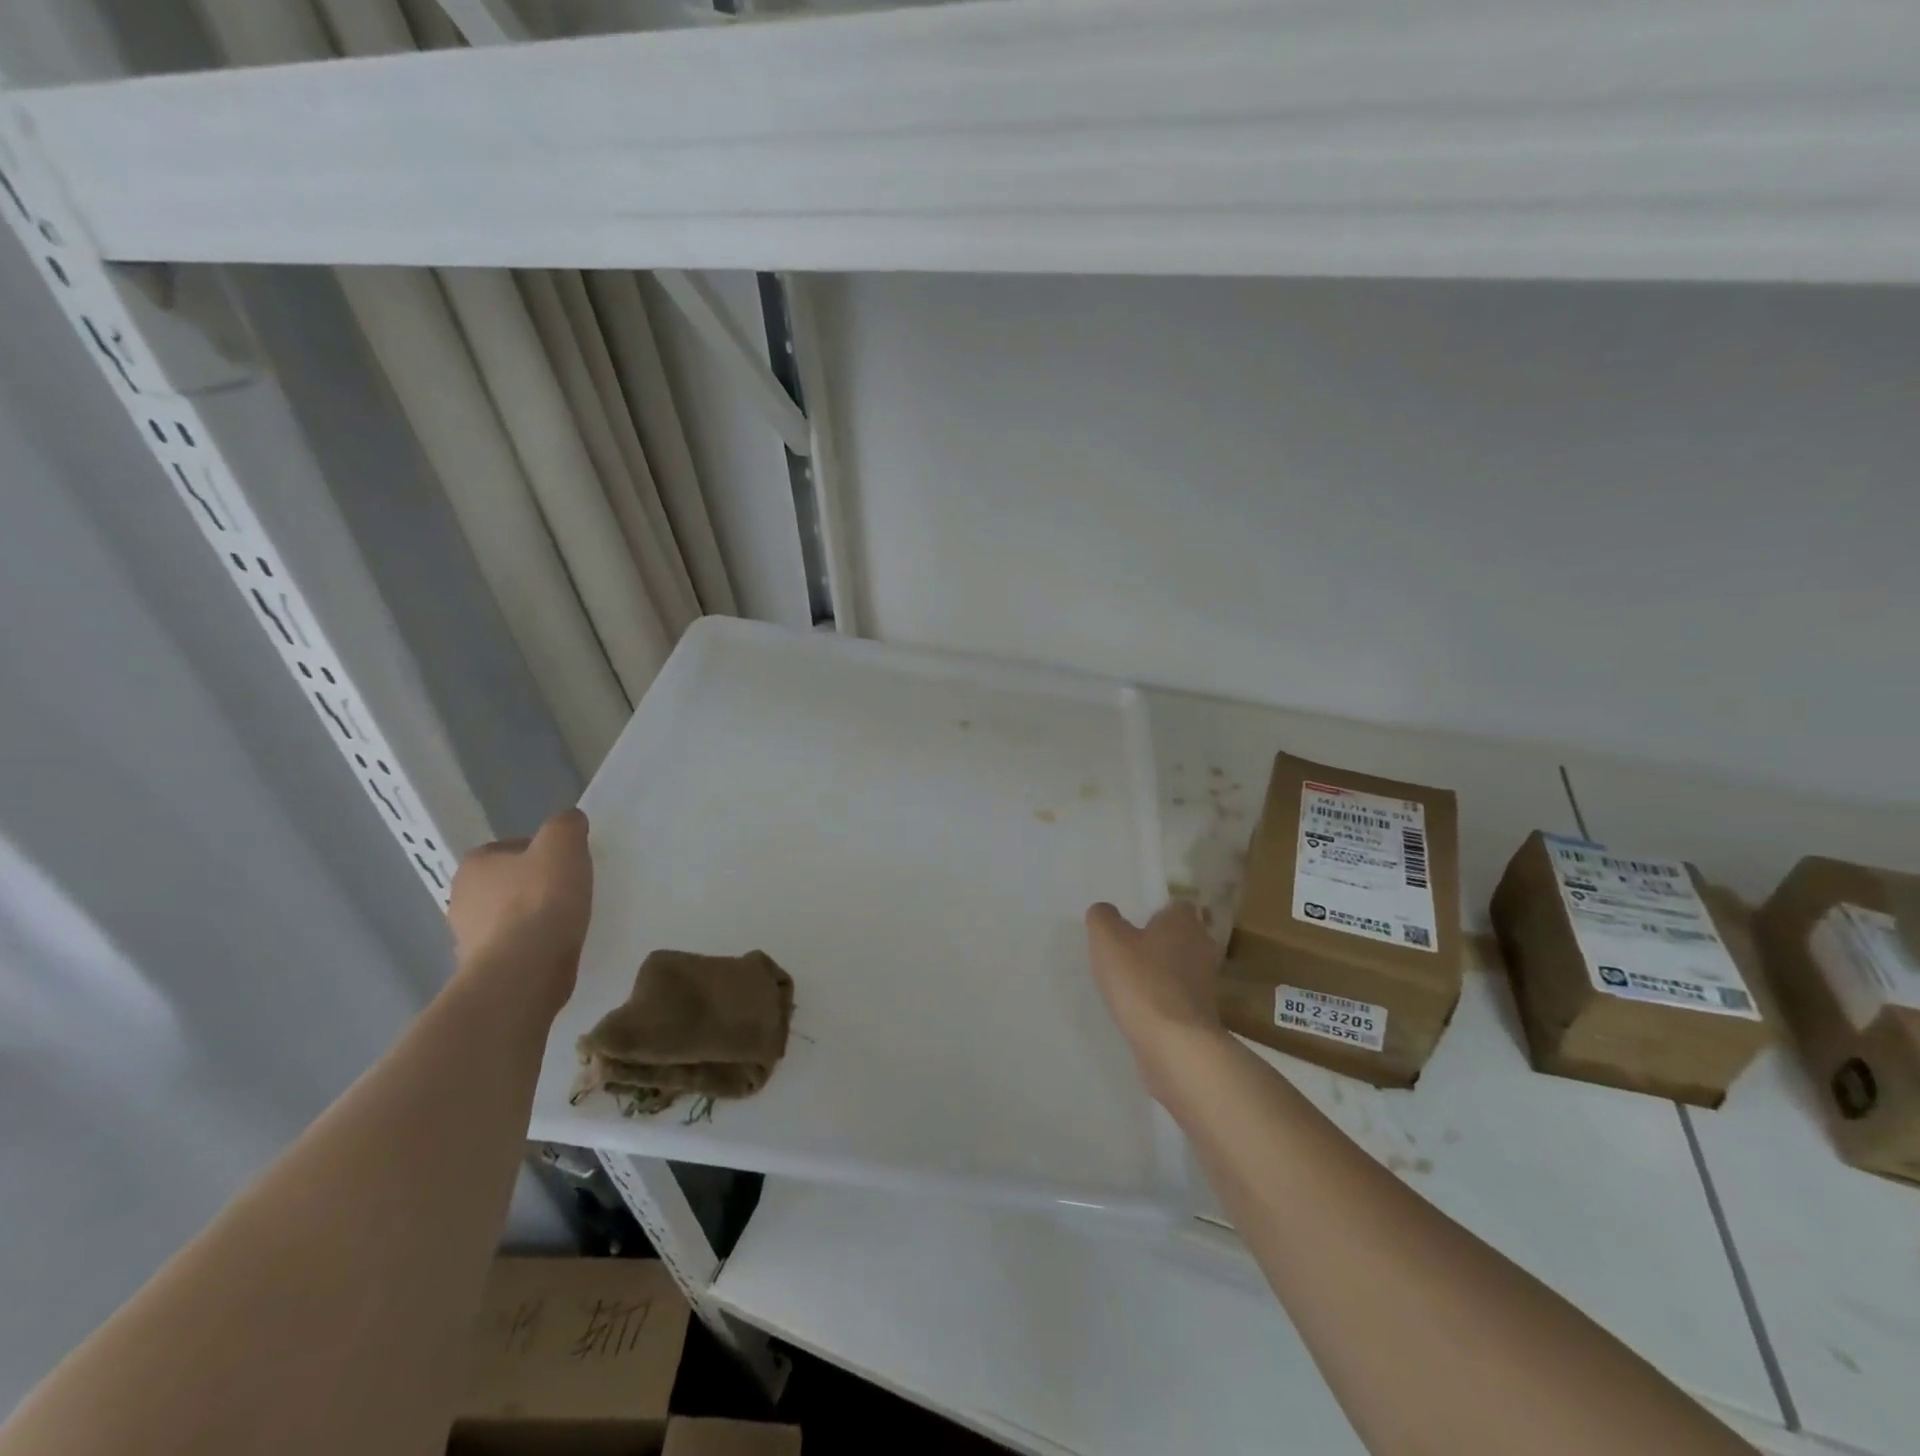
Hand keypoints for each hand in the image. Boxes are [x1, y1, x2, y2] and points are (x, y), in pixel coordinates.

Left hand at [447, 809, 592, 1008]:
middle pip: (508, 884)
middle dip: (535, 887)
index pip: (512, 848)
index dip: (543, 854)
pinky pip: (512, 949)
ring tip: (567, 923)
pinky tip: (555, 949)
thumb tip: (569, 821)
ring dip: (532, 919)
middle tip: (570, 892)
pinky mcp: (482, 970)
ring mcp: (467, 939)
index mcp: (474, 864)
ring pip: (508, 918)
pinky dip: (531, 947)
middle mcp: (460, 898)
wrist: (523, 971)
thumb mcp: (564, 845)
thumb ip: (566, 825)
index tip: (567, 866)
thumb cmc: (541, 900)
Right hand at [1085, 901, 1227, 1094]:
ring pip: (1179, 968)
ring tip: (1127, 980)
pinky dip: (1161, 999)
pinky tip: (1138, 1007)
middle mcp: (1201, 946)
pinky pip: (1177, 997)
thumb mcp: (1107, 939)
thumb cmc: (1141, 980)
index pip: (1175, 906)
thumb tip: (1104, 911)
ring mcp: (1205, 983)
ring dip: (1159, 973)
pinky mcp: (1201, 1015)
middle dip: (1157, 942)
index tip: (1132, 922)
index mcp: (1184, 921)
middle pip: (1179, 936)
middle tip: (1125, 948)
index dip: (1155, 911)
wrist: (1174, 1045)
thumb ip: (1103, 918)